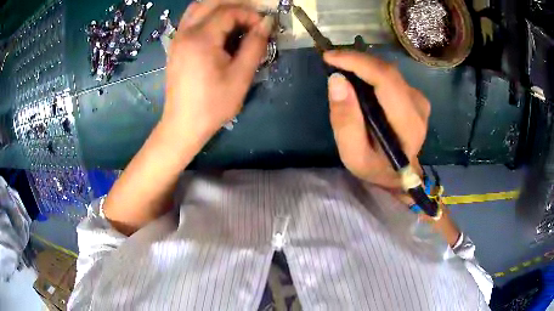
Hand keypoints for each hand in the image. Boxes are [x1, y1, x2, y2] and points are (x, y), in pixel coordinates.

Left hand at [162, 2, 272, 144]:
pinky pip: (191, 19)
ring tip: (236, 21)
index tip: (262, 28)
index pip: (228, 11)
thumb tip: (267, 23)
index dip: (250, 15)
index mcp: (201, 39)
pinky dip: (206, 16)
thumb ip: (255, 45)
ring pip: (197, 8)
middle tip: (251, 19)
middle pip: (211, 3)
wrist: (183, 125)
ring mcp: (177, 38)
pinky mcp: (175, 46)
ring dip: (218, 9)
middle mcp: (185, 33)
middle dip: (235, 6)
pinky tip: (219, 29)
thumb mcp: (240, 77)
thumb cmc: (213, 105)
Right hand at [323, 50, 429, 190]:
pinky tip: (359, 78)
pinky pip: (391, 76)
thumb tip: (337, 80)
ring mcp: (419, 100)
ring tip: (343, 68)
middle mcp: (418, 106)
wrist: (398, 174)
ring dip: (363, 65)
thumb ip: (345, 121)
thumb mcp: (353, 155)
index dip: (358, 62)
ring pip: (388, 71)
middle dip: (357, 60)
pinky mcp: (415, 96)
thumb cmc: (376, 168)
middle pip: (387, 71)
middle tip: (332, 60)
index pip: (386, 80)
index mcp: (408, 124)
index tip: (330, 57)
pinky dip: (371, 72)